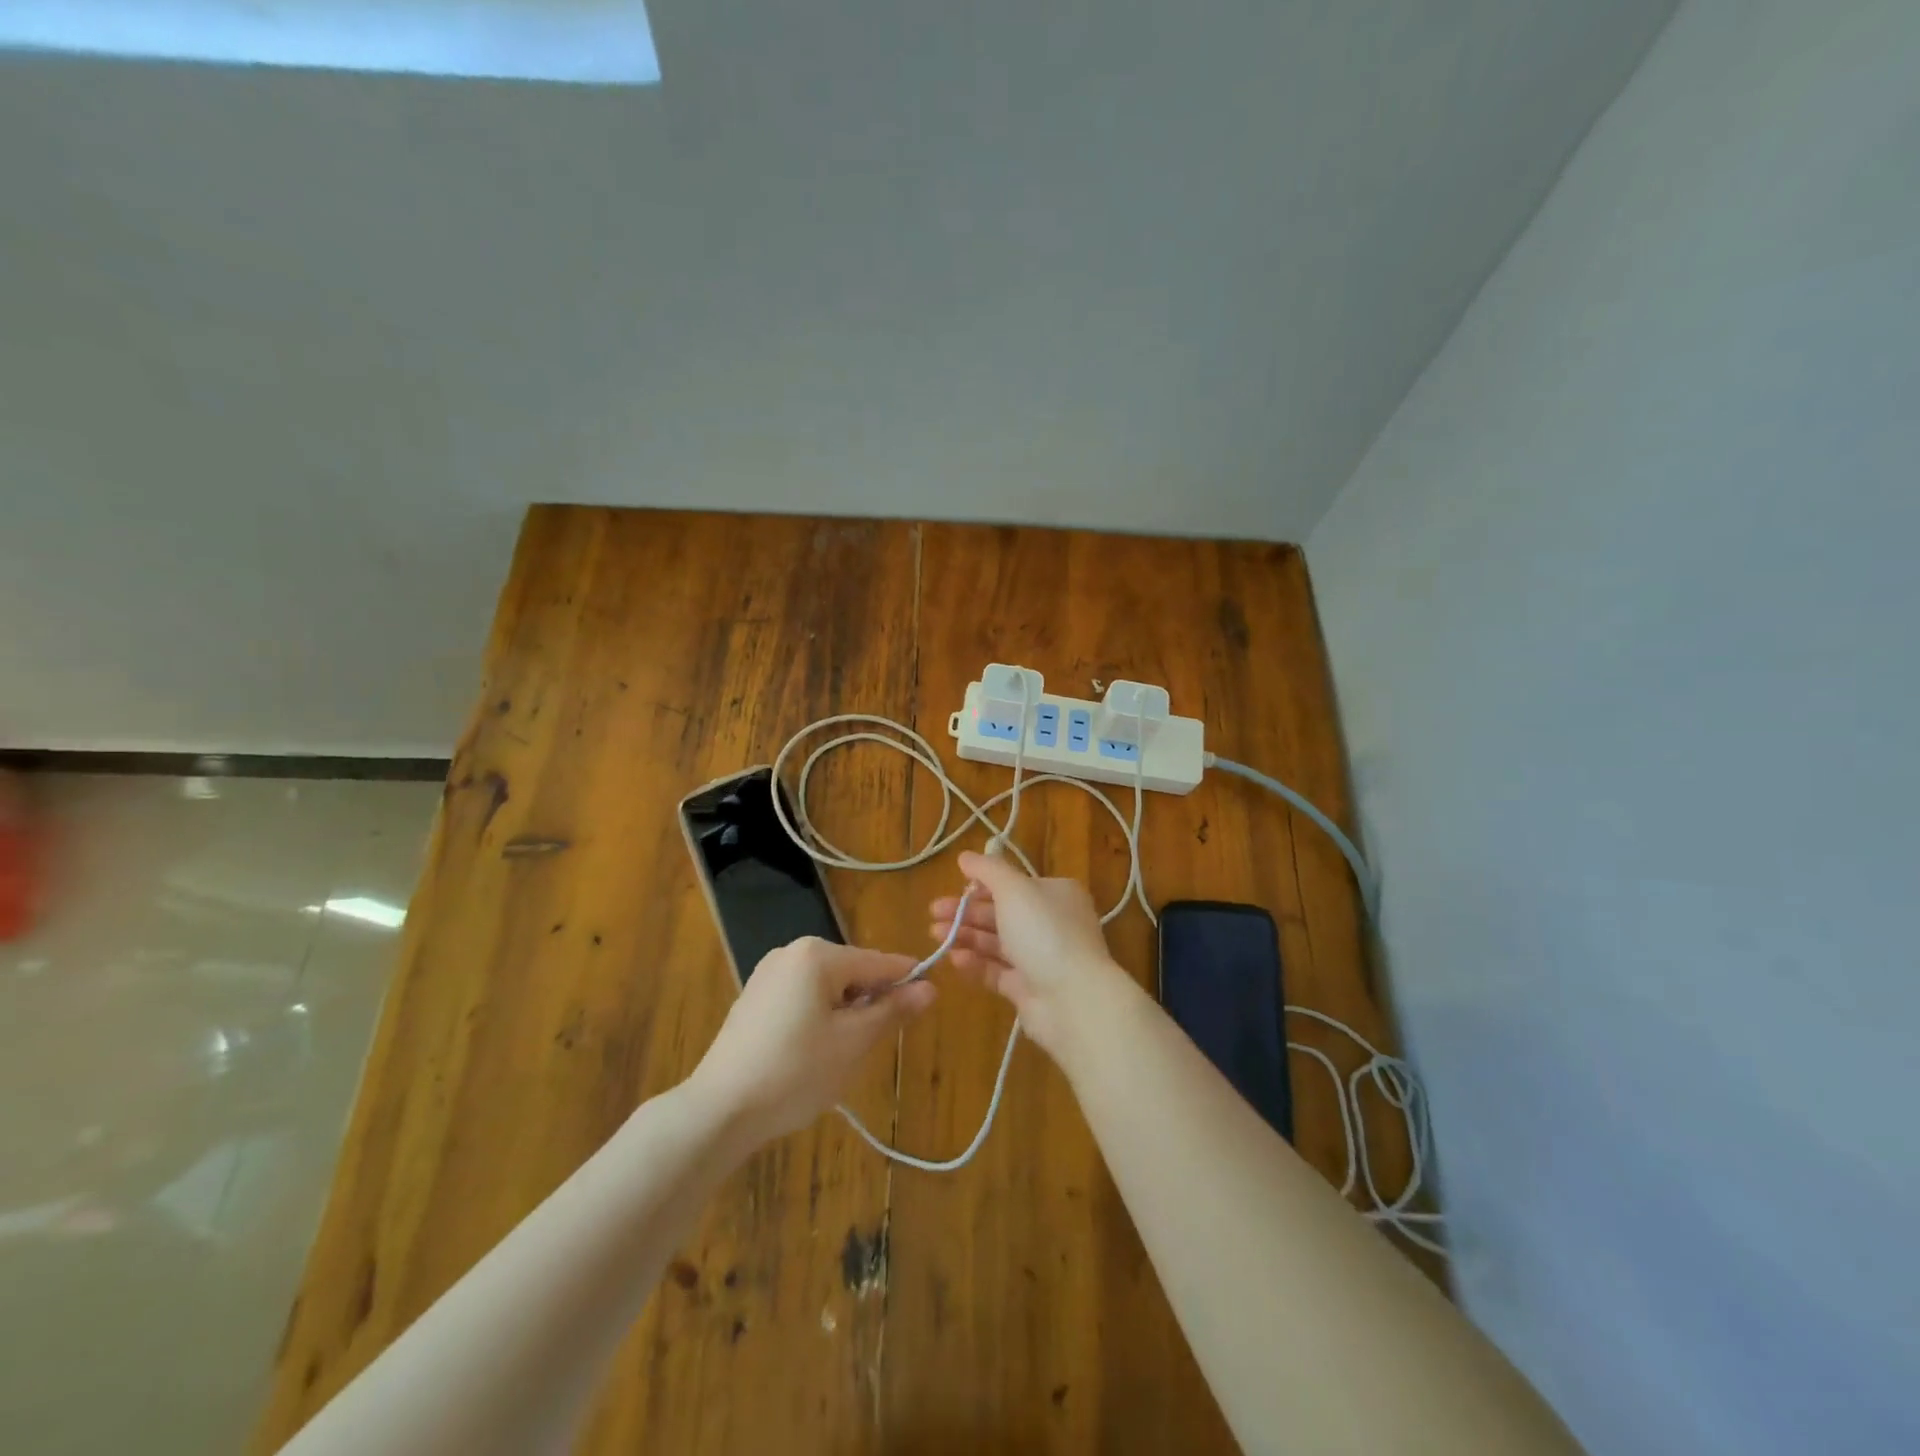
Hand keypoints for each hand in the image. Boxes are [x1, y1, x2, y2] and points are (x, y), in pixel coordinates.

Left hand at [688, 937, 935, 1144]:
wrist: (719, 1110)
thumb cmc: (795, 1072)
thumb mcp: (853, 1043)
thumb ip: (892, 1010)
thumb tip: (930, 987)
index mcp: (818, 955)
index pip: (879, 962)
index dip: (907, 982)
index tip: (928, 1006)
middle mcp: (792, 952)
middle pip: (853, 972)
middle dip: (870, 1002)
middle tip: (872, 1046)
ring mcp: (769, 973)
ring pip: (828, 987)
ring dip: (845, 1013)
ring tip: (839, 1056)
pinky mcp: (755, 998)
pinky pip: (803, 997)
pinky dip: (818, 1018)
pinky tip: (811, 1054)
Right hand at [929, 851, 1136, 1060]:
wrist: (1073, 1000)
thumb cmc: (1045, 933)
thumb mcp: (1015, 889)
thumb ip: (988, 870)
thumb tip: (965, 856)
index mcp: (1056, 894)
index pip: (1015, 884)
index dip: (983, 884)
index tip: (956, 886)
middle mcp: (1051, 923)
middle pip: (1002, 912)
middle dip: (967, 911)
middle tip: (933, 913)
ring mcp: (1041, 958)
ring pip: (996, 942)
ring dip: (966, 935)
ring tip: (935, 935)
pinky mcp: (1028, 989)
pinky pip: (996, 971)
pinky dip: (975, 963)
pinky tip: (953, 959)